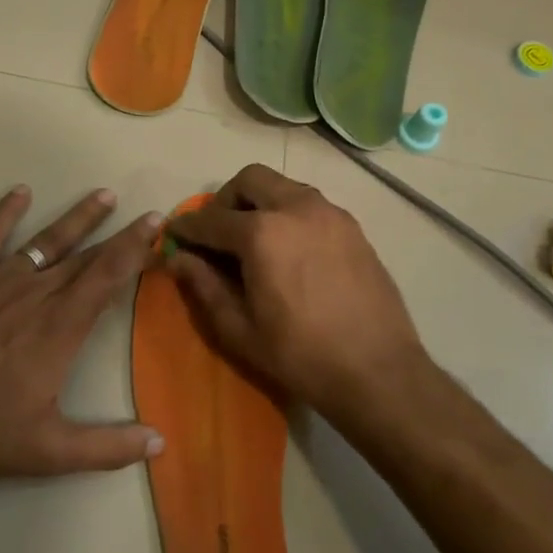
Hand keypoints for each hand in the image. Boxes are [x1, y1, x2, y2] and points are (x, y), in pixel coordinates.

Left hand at [0, 185, 163, 478]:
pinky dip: (4, 213)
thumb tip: (160, 443)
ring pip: (46, 241)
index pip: (108, 277)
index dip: (135, 248)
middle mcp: (36, 294)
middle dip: (118, 235)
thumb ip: (109, 446)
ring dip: (77, 219)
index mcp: (61, 327)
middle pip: (85, 257)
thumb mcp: (52, 450)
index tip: (155, 224)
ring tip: (102, 196)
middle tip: (143, 214)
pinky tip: (20, 192)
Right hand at [165, 164, 429, 433]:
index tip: (174, 234)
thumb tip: (178, 258)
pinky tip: (290, 251)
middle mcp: (297, 208)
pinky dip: (290, 214)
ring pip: (284, 186)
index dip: (187, 227)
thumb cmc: (300, 355)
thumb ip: (204, 286)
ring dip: (260, 202)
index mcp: (262, 233)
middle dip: (226, 199)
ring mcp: (330, 214)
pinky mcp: (353, 228)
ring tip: (255, 241)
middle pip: (250, 180)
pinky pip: (311, 205)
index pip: (211, 219)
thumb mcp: (239, 328)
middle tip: (218, 232)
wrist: (378, 372)